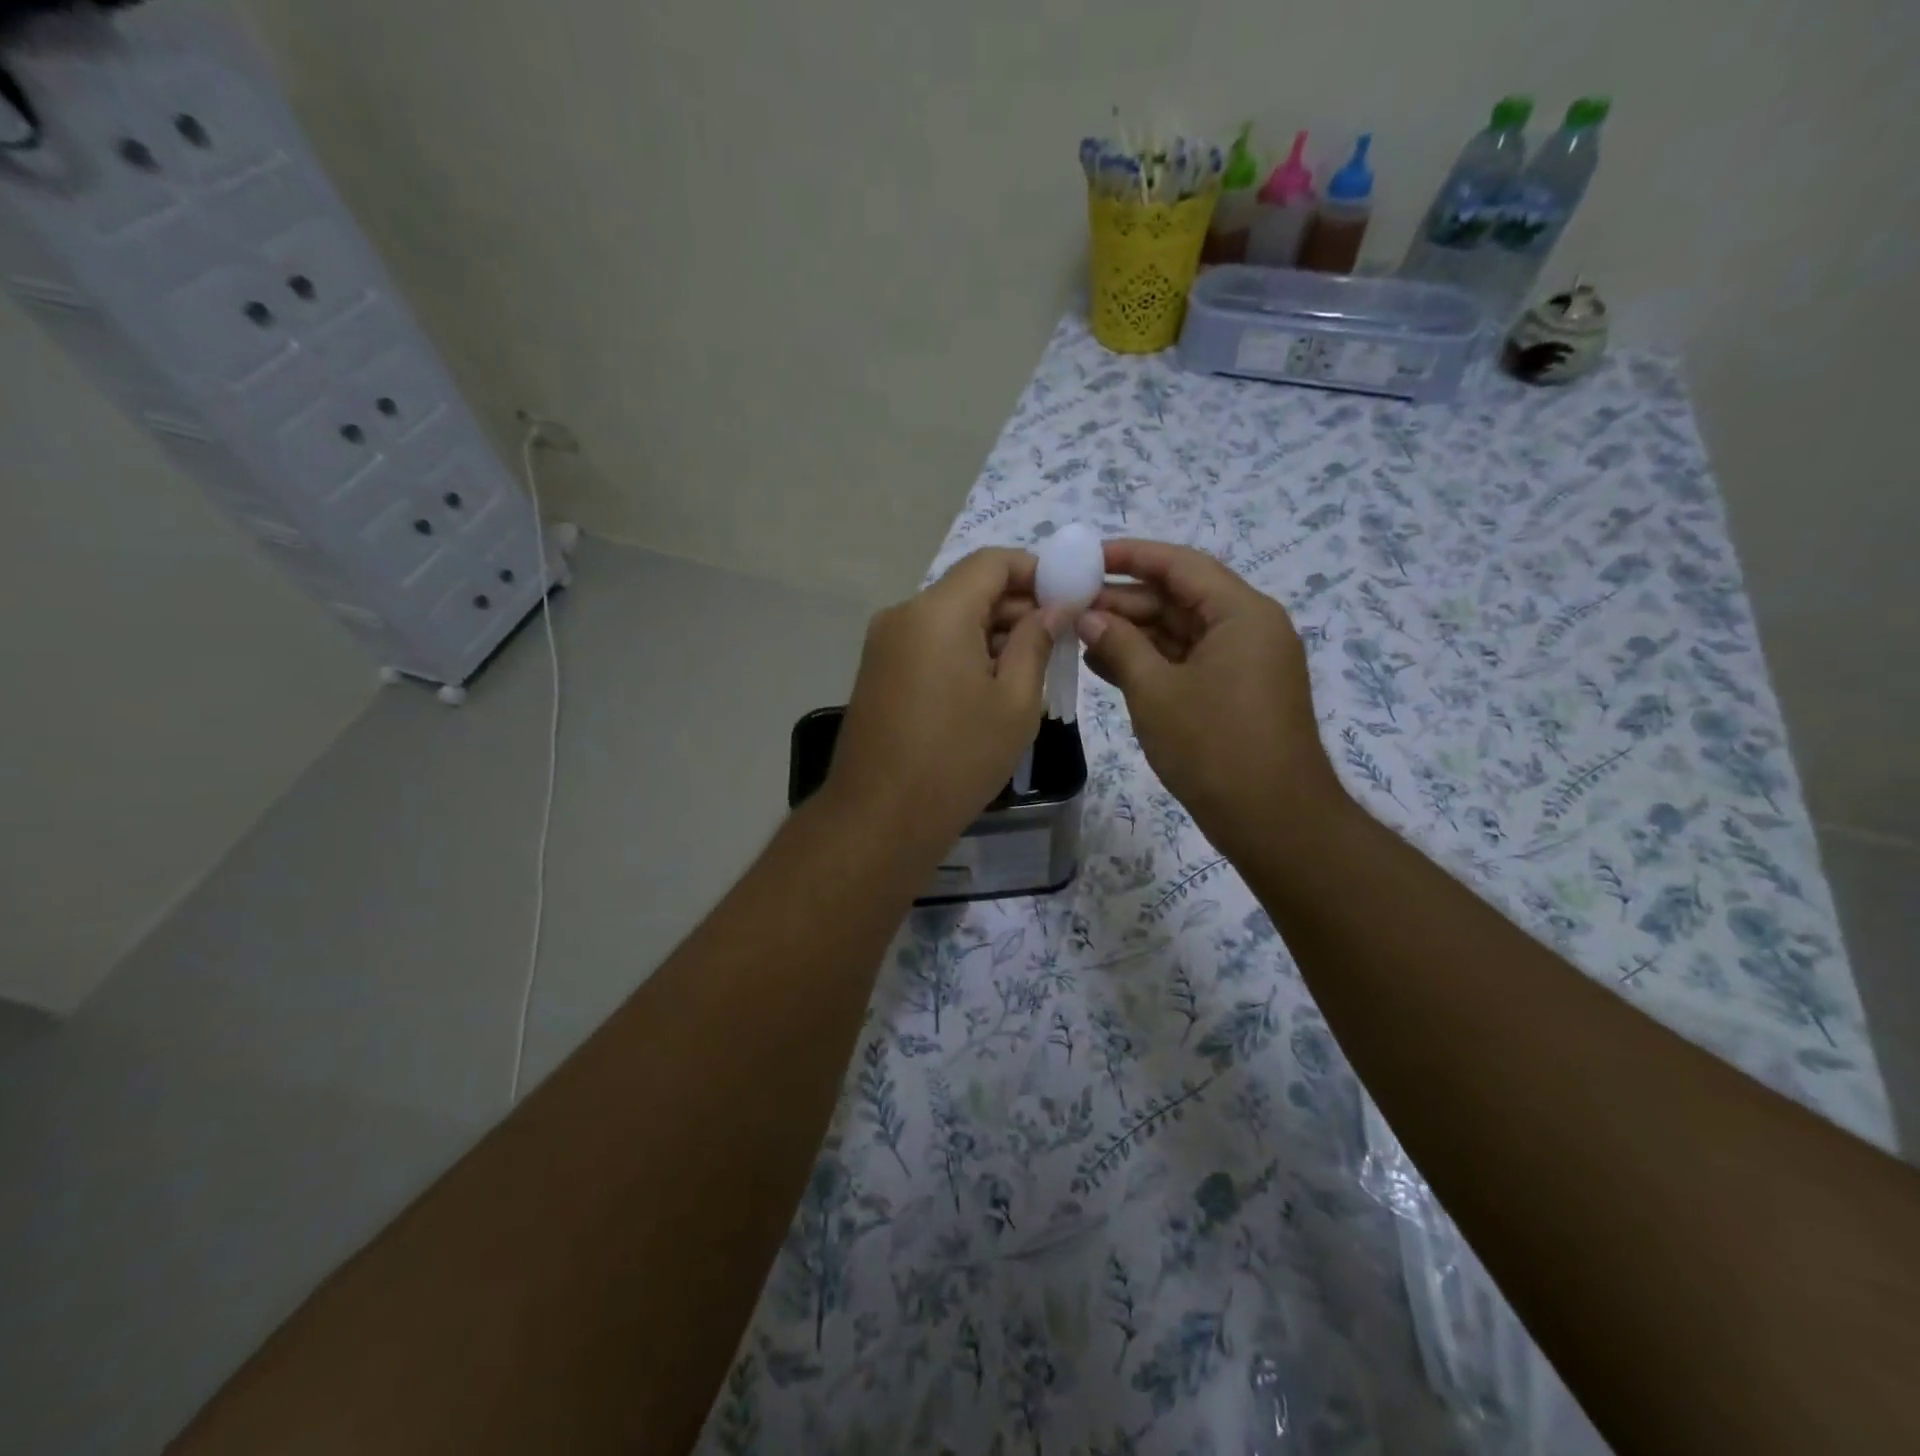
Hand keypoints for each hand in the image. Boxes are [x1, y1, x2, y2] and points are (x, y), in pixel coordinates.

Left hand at [826, 548, 1061, 852]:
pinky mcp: (876, 672)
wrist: (880, 817)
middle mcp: (903, 614)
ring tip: (1029, 673)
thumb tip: (1054, 607)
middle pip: (969, 589)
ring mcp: (883, 644)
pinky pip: (928, 645)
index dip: (1035, 572)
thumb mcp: (1016, 702)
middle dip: (1016, 608)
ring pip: (949, 619)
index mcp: (938, 611)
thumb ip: (1037, 642)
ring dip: (991, 634)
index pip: (992, 562)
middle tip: (1057, 643)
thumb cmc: (959, 758)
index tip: (1067, 598)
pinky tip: (988, 690)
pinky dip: (962, 653)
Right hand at [1079, 540, 1346, 856]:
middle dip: (1124, 600)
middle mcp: (1248, 628)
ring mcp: (1243, 662)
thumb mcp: (1155, 692)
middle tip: (1070, 602)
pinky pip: (1187, 661)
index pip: (1180, 565)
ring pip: (1180, 631)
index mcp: (1241, 613)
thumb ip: (1119, 646)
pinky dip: (1150, 661)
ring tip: (1077, 632)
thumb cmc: (1214, 748)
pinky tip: (1104, 663)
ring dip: (1132, 632)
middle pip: (1179, 597)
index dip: (1131, 556)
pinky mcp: (1235, 691)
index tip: (1086, 557)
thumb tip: (1086, 616)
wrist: (1272, 820)